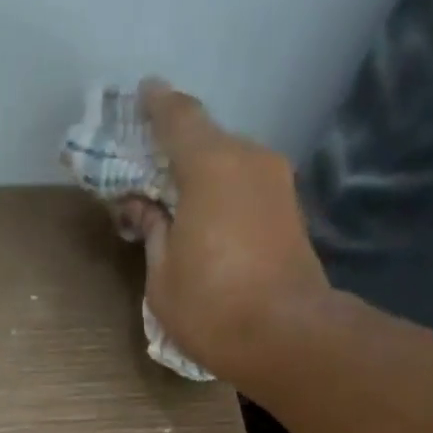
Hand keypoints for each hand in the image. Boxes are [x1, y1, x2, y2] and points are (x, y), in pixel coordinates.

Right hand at [124, 79, 330, 386]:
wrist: (286, 336)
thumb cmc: (212, 307)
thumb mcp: (162, 277)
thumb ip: (152, 232)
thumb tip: (144, 208)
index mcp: (209, 164)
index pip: (178, 117)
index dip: (156, 105)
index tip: (142, 95)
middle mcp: (249, 158)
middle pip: (207, 141)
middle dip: (177, 152)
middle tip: (151, 171)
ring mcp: (276, 184)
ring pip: (230, 165)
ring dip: (204, 178)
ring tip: (179, 204)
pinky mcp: (290, 212)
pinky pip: (247, 188)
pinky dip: (225, 196)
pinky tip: (209, 222)